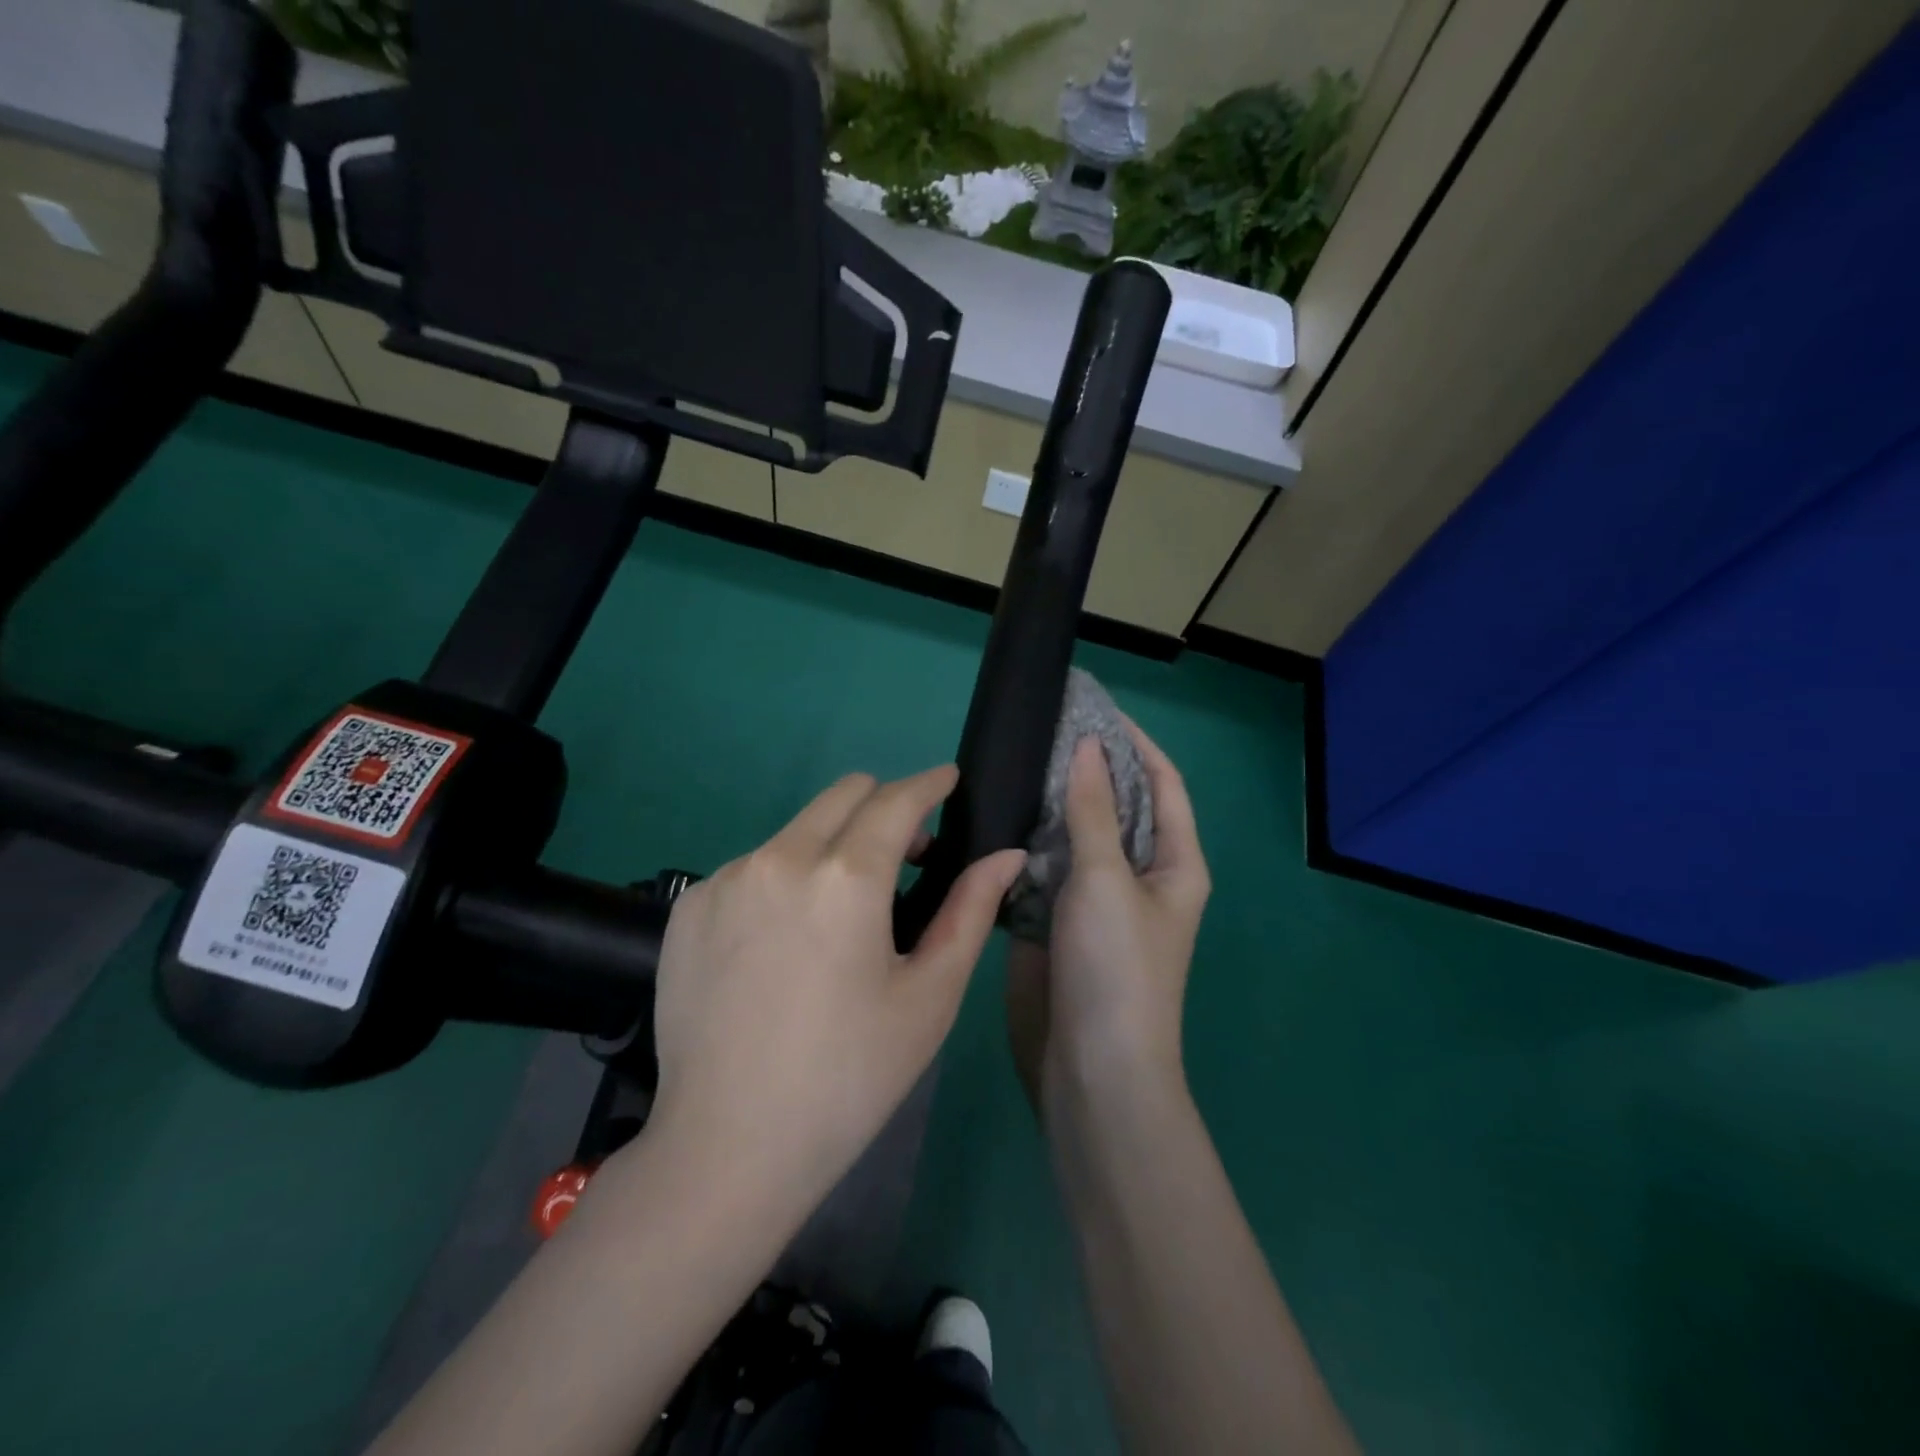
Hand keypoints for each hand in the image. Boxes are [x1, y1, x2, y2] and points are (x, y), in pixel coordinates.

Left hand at [640, 765, 1026, 1227]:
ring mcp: (726, 879)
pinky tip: (783, 943)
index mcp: (845, 878)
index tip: (948, 781)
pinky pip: (753, 865)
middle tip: (907, 855)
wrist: (726, 1147)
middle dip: (884, 805)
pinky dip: (784, 878)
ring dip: (832, 846)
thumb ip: (970, 911)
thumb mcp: (929, 998)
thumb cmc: (848, 1077)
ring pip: (797, 829)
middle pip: (844, 794)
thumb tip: (1006, 856)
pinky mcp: (689, 905)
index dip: (930, 782)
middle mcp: (780, 858)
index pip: (896, 799)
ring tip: (841, 914)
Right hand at [1007, 718, 1209, 1106]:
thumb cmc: (1116, 968)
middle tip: (1040, 728)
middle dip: (1086, 767)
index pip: (1161, 783)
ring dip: (1051, 804)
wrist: (1091, 1069)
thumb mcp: (1107, 880)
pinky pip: (1044, 869)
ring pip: (1074, 836)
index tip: (1094, 706)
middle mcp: (1140, 876)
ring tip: (1013, 762)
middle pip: (1116, 806)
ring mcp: (1097, 901)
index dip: (1134, 741)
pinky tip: (996, 816)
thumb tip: (1088, 747)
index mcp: (1175, 863)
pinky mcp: (1058, 922)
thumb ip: (1093, 812)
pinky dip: (1026, 842)